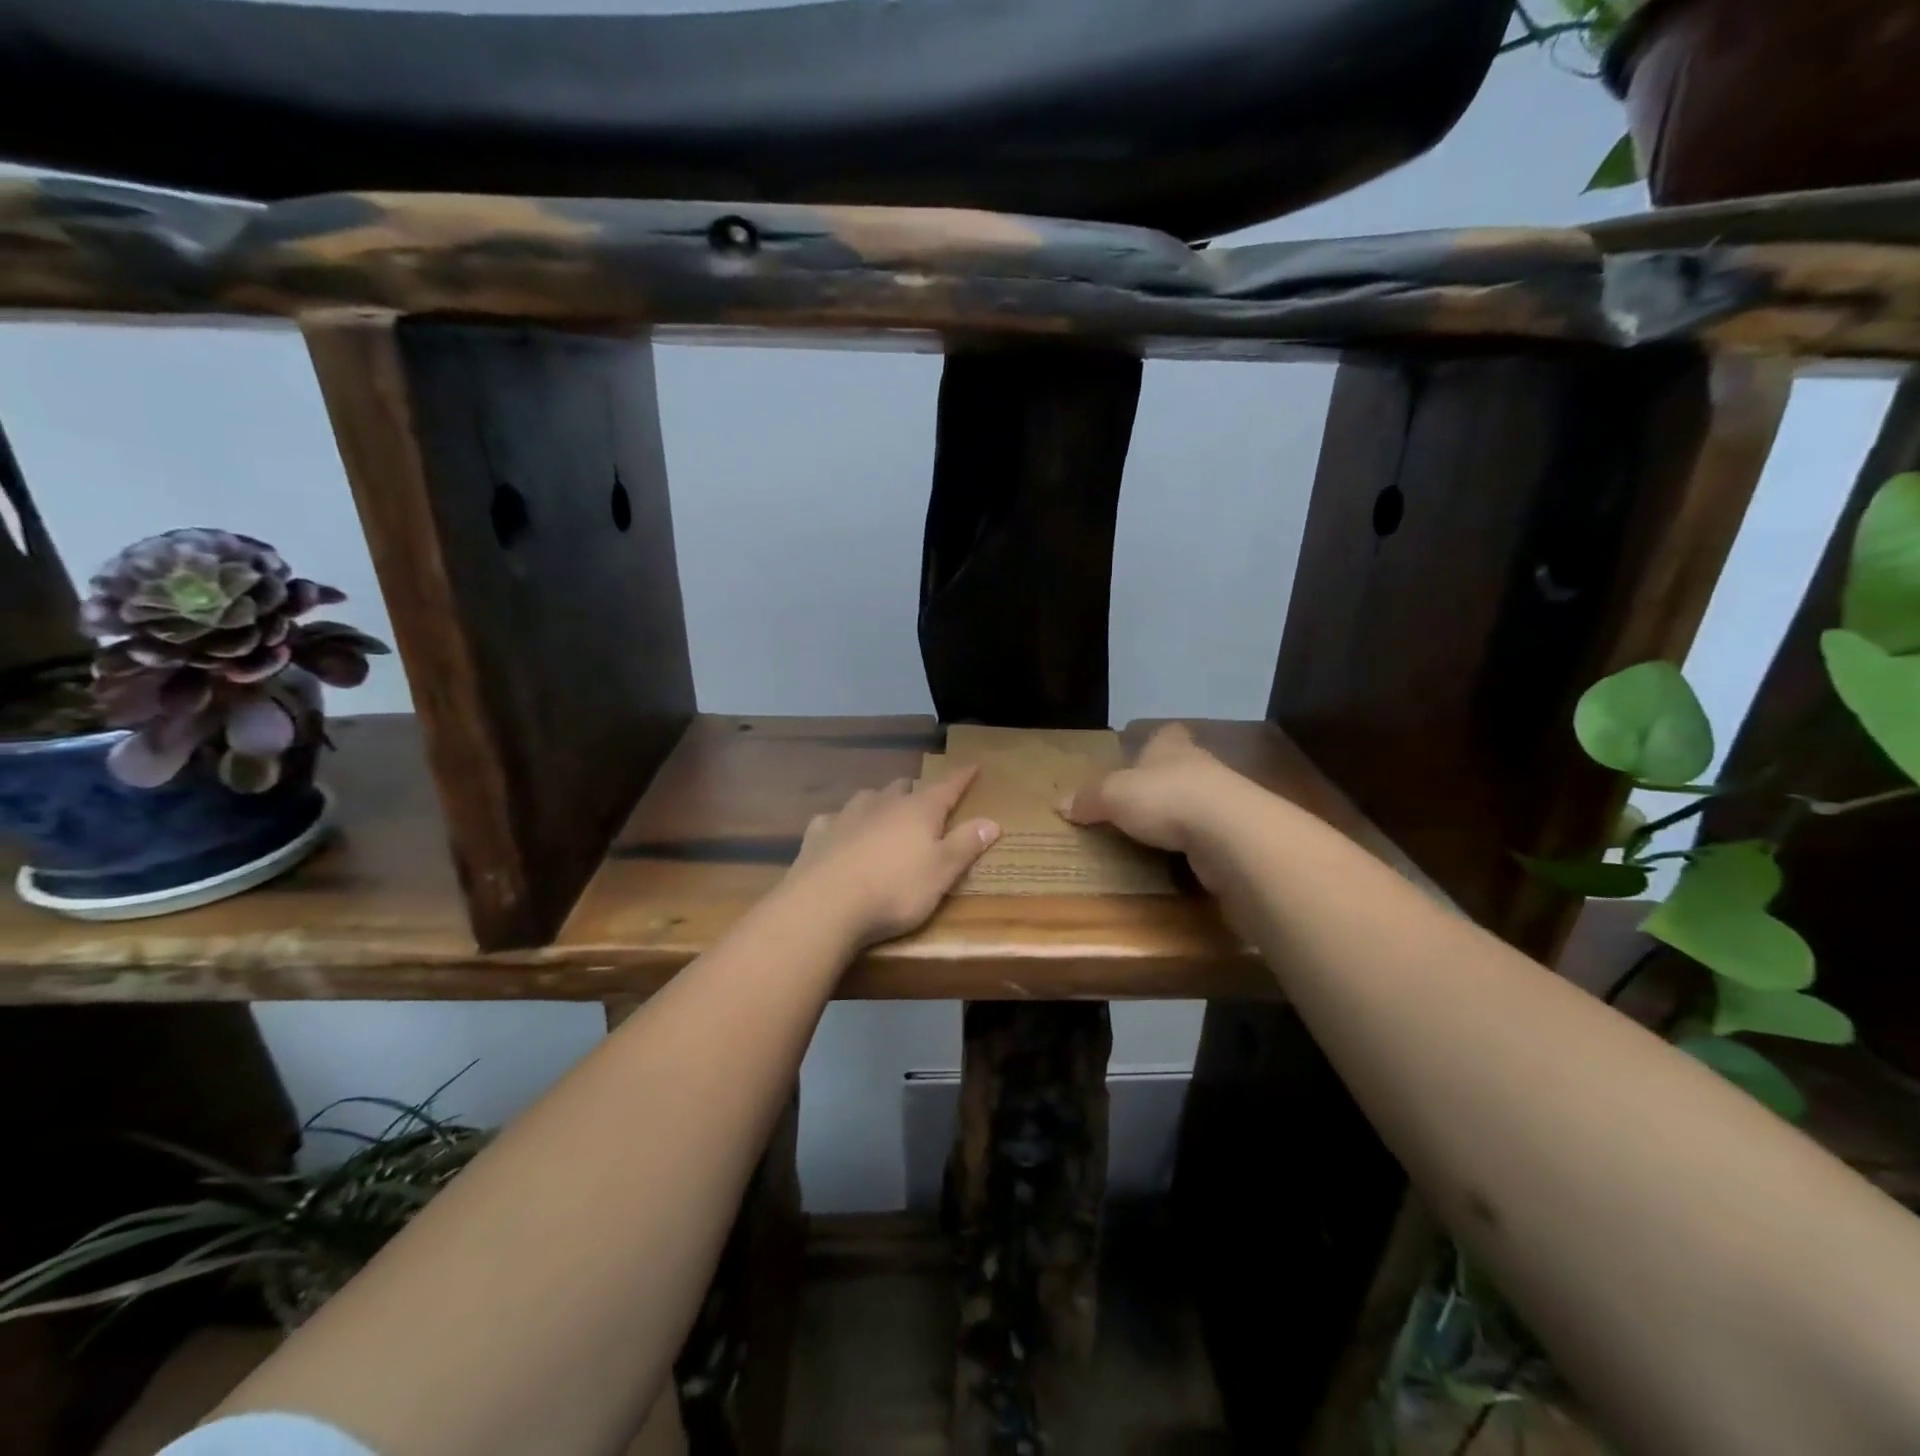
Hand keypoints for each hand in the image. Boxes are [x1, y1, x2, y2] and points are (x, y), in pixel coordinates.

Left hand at [784, 768, 1000, 948]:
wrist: (826, 905)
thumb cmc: (895, 890)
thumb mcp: (941, 873)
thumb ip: (965, 845)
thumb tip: (992, 821)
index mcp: (918, 810)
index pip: (946, 786)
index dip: (962, 776)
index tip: (973, 765)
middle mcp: (883, 804)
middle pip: (904, 787)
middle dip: (917, 790)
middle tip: (926, 800)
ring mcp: (847, 816)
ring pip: (869, 797)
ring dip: (881, 801)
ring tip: (885, 812)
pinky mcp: (819, 834)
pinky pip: (834, 819)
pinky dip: (844, 822)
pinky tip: (841, 832)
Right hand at [1059, 724, 1240, 886]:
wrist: (1229, 833)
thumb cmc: (1166, 798)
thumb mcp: (1114, 795)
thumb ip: (1089, 799)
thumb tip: (1060, 804)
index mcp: (1171, 748)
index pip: (1165, 734)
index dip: (1154, 741)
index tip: (1143, 750)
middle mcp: (1201, 766)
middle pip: (1182, 766)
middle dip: (1166, 779)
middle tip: (1141, 798)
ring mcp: (1225, 801)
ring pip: (1199, 800)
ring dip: (1183, 813)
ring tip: (1158, 831)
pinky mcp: (1236, 835)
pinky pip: (1210, 835)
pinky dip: (1196, 844)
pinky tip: (1181, 857)